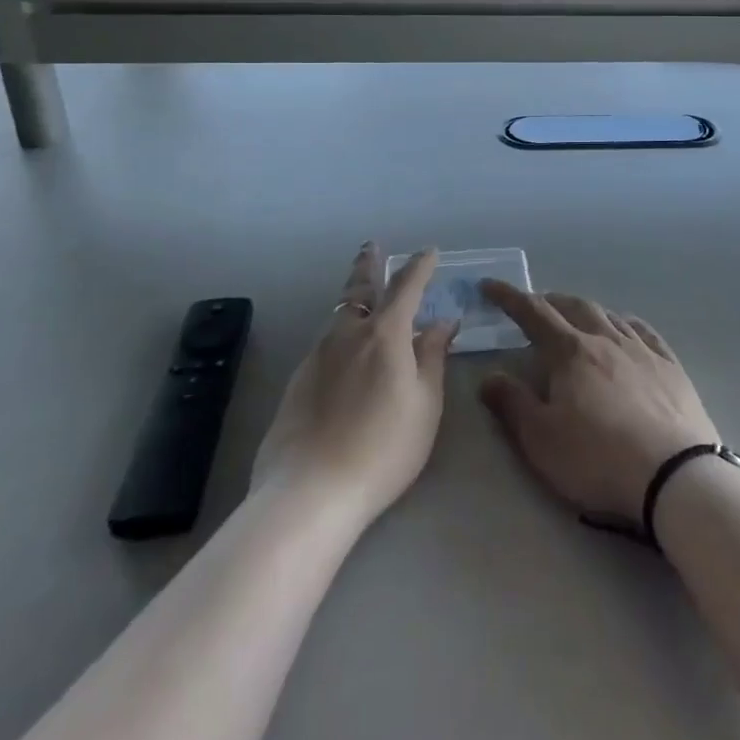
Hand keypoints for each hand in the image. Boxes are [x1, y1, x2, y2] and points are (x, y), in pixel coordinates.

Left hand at [252, 245, 457, 527]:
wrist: (309, 492)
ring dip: (353, 300)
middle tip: (371, 246)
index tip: (429, 252)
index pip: (406, 287)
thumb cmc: (383, 448)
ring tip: (362, 298)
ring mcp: (317, 356)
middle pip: (359, 288)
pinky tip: (344, 355)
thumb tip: (442, 322)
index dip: (419, 266)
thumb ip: (432, 357)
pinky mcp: (297, 381)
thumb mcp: (425, 405)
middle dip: (368, 264)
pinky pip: (325, 344)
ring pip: (339, 316)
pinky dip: (340, 335)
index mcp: (385, 334)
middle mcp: (348, 334)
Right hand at [478, 283, 719, 525]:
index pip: (533, 313)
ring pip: (608, 315)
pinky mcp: (670, 366)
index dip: (509, 297)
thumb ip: (512, 404)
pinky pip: (644, 331)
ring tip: (575, 316)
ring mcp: (641, 350)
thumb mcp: (541, 440)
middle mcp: (605, 339)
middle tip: (534, 306)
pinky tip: (625, 329)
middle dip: (549, 301)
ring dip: (585, 310)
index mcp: (571, 352)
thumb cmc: (598, 459)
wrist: (674, 475)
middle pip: (573, 307)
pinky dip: (625, 323)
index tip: (489, 285)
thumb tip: (490, 376)